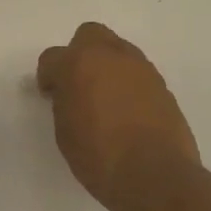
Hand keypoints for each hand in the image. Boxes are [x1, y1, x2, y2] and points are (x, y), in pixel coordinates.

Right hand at [36, 22, 199, 210]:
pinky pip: (138, 72)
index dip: (48, 76)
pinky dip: (129, 83)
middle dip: (80, 54)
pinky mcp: (162, 84)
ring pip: (118, 50)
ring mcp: (141, 67)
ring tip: (106, 98)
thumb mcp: (65, 132)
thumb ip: (64, 102)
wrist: (155, 175)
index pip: (52, 57)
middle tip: (78, 83)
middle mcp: (110, 56)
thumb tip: (68, 93)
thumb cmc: (99, 157)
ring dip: (108, 66)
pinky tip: (128, 110)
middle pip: (89, 35)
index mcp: (78, 64)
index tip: (51, 95)